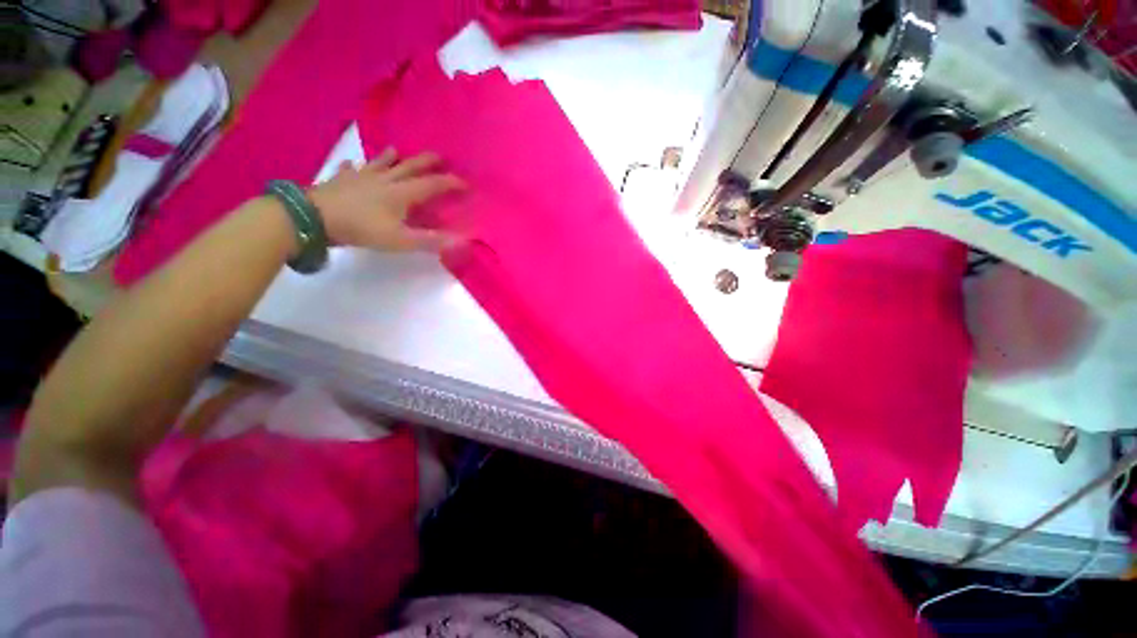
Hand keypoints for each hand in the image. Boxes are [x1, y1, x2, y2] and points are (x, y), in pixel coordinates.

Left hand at [307, 148, 464, 250]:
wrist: (315, 217)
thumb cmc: (362, 228)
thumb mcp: (401, 240)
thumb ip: (431, 240)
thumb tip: (462, 241)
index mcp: (403, 193)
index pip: (433, 184)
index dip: (451, 183)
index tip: (466, 184)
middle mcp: (386, 179)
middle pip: (410, 166)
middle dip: (428, 161)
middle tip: (440, 158)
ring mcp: (362, 177)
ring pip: (381, 162)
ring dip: (392, 157)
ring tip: (397, 151)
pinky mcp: (342, 180)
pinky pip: (350, 169)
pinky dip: (354, 166)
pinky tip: (352, 165)